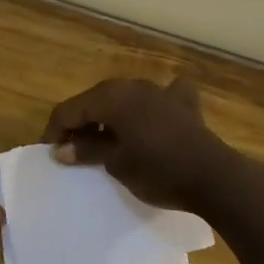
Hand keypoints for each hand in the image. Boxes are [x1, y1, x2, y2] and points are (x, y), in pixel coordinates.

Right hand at [42, 77, 239, 213]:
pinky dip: (149, 105)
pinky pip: (159, 97)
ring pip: (124, 97)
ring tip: (103, 138)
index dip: (55, 130)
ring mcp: (160, 91)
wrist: (214, 177)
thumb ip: (88, 150)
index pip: (70, 109)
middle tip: (71, 148)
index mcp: (111, 98)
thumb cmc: (158, 171)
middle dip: (80, 121)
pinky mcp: (183, 104)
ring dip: (109, 114)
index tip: (49, 152)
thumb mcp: (116, 164)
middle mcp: (133, 86)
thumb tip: (61, 149)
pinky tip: (152, 114)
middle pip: (96, 99)